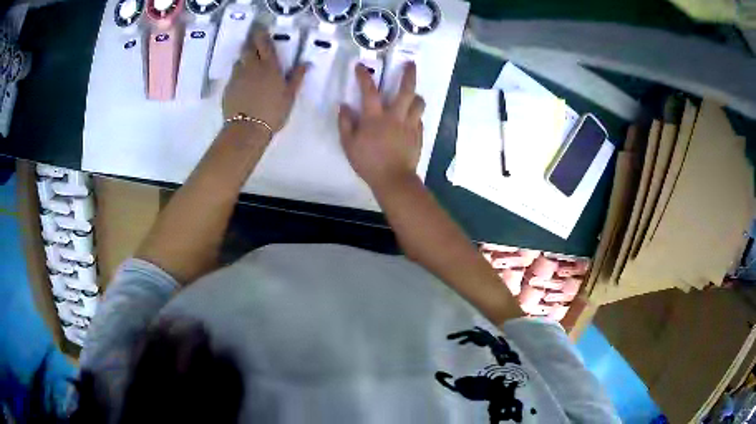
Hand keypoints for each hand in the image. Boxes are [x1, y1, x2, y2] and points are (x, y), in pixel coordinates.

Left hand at [223, 30, 307, 134]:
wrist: (247, 129)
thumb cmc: (273, 112)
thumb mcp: (289, 95)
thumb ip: (296, 77)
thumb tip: (306, 63)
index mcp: (269, 66)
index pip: (264, 43)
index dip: (261, 34)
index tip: (261, 29)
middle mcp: (251, 67)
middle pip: (247, 48)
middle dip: (250, 42)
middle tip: (253, 43)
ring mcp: (237, 76)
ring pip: (239, 60)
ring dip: (243, 58)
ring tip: (248, 63)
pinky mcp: (228, 87)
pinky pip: (233, 75)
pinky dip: (238, 74)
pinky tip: (242, 82)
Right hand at [338, 63, 424, 192]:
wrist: (393, 179)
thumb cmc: (368, 162)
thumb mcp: (348, 144)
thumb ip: (345, 123)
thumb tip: (344, 106)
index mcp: (375, 117)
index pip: (369, 91)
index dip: (364, 76)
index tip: (360, 66)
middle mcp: (395, 116)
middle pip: (406, 91)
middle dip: (409, 75)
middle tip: (411, 64)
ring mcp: (409, 125)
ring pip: (418, 103)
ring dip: (416, 96)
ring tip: (413, 95)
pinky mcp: (418, 135)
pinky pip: (419, 119)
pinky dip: (415, 115)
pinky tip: (411, 117)